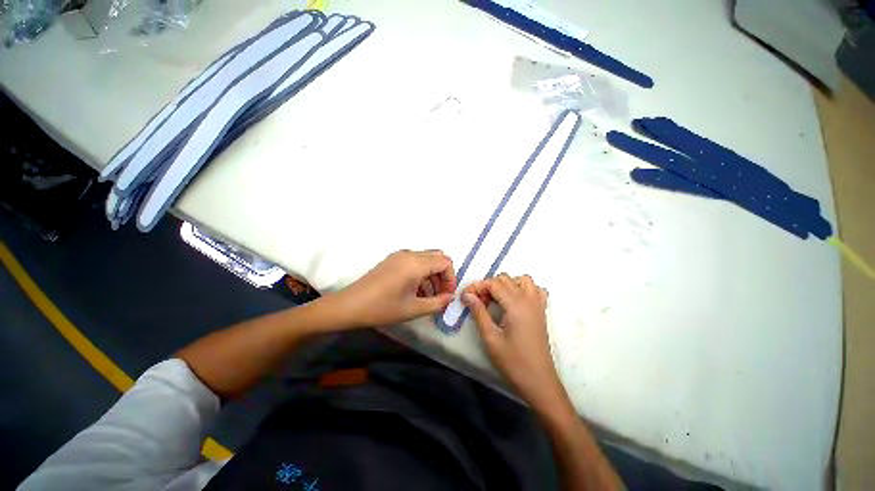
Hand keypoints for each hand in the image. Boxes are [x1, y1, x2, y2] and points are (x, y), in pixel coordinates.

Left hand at [332, 250, 456, 327]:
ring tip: (428, 296)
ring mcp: (399, 255)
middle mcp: (409, 254)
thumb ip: (437, 303)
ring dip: (432, 274)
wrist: (350, 305)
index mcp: (416, 264)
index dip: (450, 278)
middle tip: (440, 294)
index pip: (445, 262)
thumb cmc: (383, 308)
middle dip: (443, 275)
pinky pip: (414, 261)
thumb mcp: (413, 309)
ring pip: (426, 259)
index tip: (446, 295)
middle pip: (437, 257)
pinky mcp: (392, 260)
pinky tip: (415, 290)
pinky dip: (421, 272)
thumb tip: (450, 297)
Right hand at [463, 274, 566, 409]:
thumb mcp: (490, 337)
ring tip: (496, 300)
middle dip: (489, 286)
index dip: (477, 287)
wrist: (539, 381)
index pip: (493, 283)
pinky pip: (535, 290)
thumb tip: (467, 295)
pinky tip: (515, 301)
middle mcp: (528, 299)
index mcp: (516, 305)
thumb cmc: (513, 361)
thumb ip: (478, 312)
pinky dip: (523, 289)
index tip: (465, 296)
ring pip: (522, 280)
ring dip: (506, 285)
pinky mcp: (541, 311)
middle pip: (506, 279)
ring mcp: (538, 304)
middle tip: (478, 302)